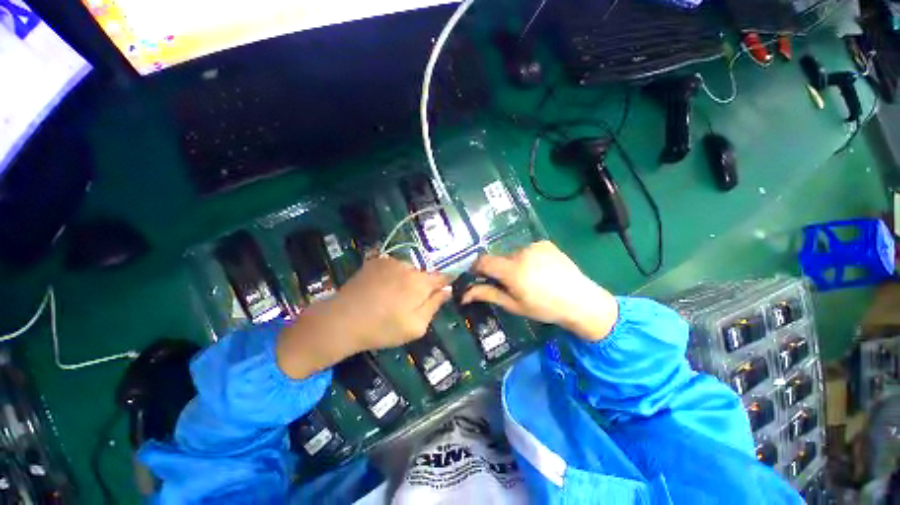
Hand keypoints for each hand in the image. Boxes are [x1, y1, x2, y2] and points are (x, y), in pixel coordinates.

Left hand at [330, 257, 451, 350]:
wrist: (342, 320)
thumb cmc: (383, 328)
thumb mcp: (416, 326)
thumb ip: (435, 305)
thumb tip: (448, 290)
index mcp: (420, 282)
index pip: (442, 277)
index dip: (444, 284)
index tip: (440, 293)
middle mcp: (407, 266)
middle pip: (423, 274)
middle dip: (422, 285)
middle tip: (409, 303)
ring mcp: (389, 261)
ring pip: (407, 269)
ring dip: (406, 280)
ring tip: (391, 297)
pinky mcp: (375, 261)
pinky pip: (392, 266)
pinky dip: (391, 275)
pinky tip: (380, 289)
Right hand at [462, 241, 617, 340]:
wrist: (580, 301)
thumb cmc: (544, 308)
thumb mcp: (514, 305)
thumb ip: (488, 294)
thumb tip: (464, 294)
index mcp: (512, 270)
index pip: (483, 261)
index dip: (477, 268)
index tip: (478, 276)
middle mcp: (521, 253)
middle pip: (499, 258)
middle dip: (499, 270)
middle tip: (511, 284)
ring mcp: (535, 246)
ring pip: (513, 254)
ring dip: (514, 264)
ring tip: (530, 278)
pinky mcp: (545, 243)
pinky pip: (527, 250)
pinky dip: (528, 258)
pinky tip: (540, 270)